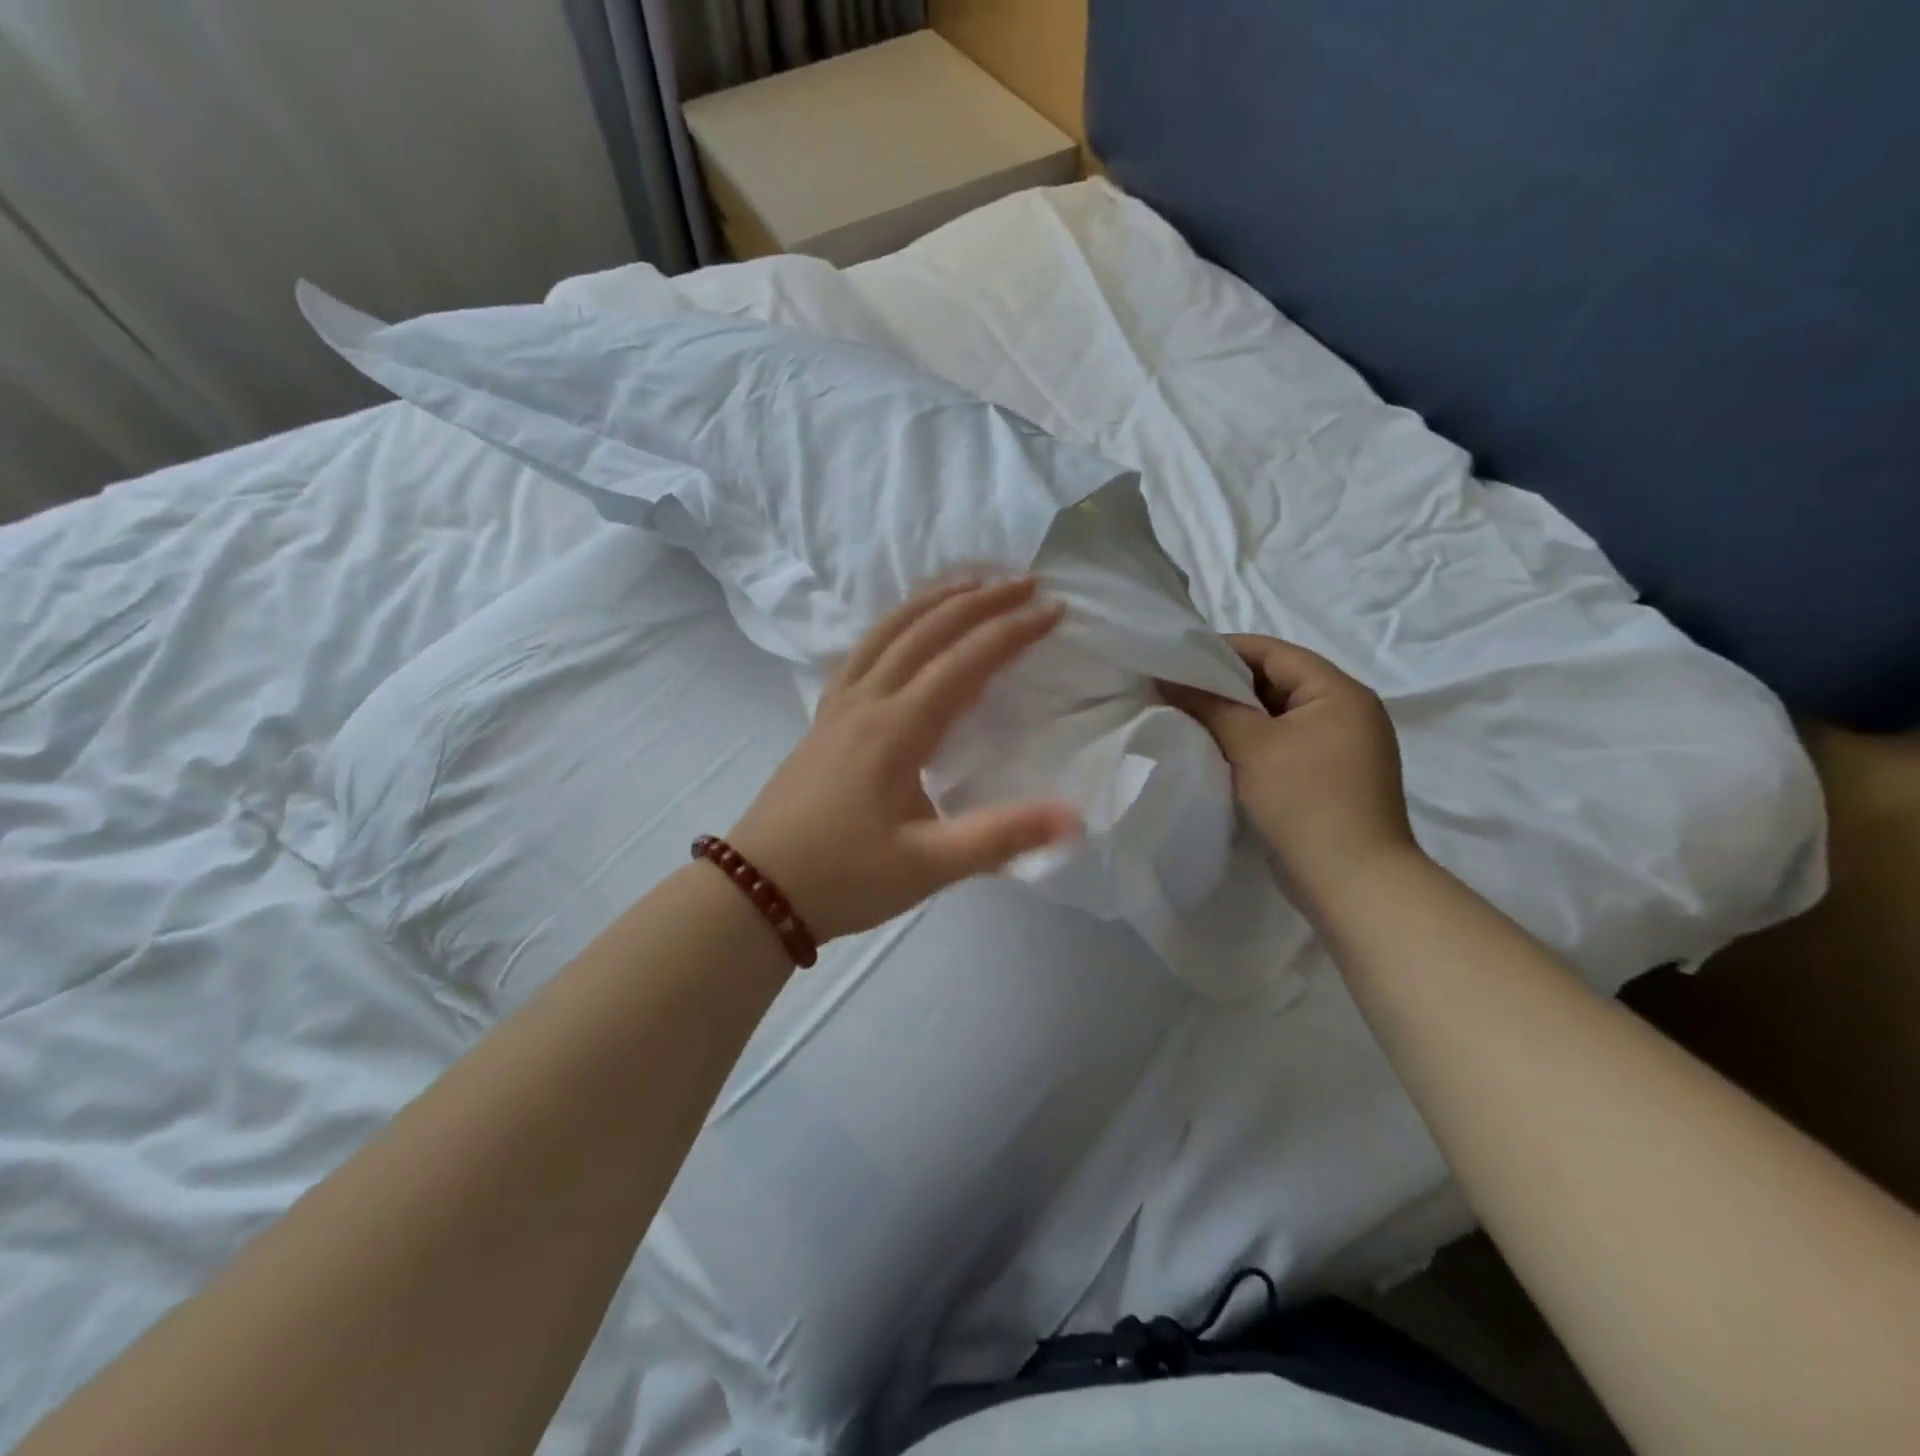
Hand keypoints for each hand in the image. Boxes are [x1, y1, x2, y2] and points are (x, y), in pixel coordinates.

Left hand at [728, 577, 1081, 942]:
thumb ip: (1000, 838)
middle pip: (925, 631)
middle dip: (979, 601)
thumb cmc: (844, 878)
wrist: (756, 890)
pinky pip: (863, 651)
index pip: (964, 662)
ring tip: (970, 583)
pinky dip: (894, 625)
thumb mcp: (927, 867)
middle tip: (1025, 581)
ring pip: (887, 632)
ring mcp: (838, 706)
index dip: (1012, 631)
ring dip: (932, 601)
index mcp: (896, 730)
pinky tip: (904, 631)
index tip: (1055, 609)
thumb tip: (1075, 818)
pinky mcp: (823, 718)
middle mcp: (866, 702)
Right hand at [1160, 634, 1419, 918]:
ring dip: (1234, 717)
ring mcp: (1340, 748)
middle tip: (1175, 690)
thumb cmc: (1305, 802)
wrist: (1353, 883)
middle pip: (1275, 682)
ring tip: (1187, 718)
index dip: (1222, 651)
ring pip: (1276, 716)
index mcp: (1339, 692)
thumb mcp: (1252, 746)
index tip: (1176, 658)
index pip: (1273, 652)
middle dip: (1224, 685)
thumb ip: (1209, 706)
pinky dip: (1250, 743)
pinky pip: (1282, 745)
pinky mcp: (1328, 778)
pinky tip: (1216, 751)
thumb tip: (1167, 680)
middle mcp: (1346, 712)